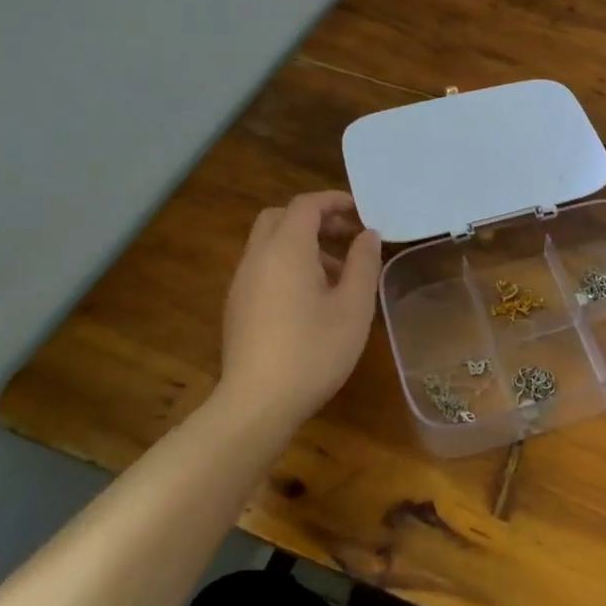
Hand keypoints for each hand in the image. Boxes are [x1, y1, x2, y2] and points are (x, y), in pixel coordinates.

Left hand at [218, 191, 381, 431]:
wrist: (257, 405)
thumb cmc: (313, 350)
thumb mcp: (354, 306)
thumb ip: (364, 262)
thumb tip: (368, 234)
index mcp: (286, 249)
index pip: (306, 205)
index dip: (335, 201)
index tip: (362, 212)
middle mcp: (258, 257)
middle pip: (281, 217)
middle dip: (315, 219)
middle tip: (346, 236)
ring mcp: (242, 283)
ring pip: (270, 243)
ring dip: (303, 244)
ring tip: (338, 273)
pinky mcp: (237, 307)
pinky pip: (263, 267)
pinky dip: (288, 264)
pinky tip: (312, 299)